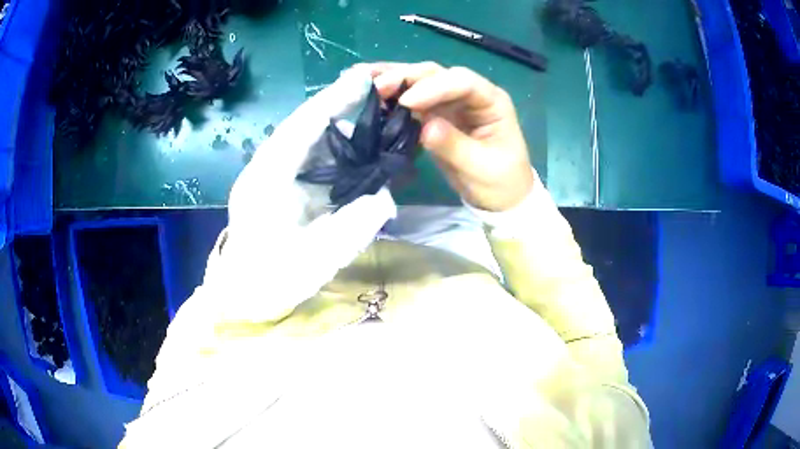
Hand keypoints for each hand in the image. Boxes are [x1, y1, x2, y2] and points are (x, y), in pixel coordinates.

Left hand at [216, 67, 396, 320]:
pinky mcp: (276, 183)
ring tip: (371, 112)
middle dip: (337, 106)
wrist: (244, 295)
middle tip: (375, 92)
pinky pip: (305, 154)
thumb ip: (352, 227)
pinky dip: (331, 144)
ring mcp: (269, 174)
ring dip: (336, 122)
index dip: (333, 101)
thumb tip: (384, 196)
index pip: (301, 128)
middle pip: (302, 125)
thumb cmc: (273, 282)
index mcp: (267, 180)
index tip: (363, 79)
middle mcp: (265, 168)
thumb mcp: (315, 261)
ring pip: (304, 137)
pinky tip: (353, 143)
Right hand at [365, 62, 534, 211]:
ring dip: (393, 78)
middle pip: (437, 74)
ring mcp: (451, 102)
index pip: (462, 82)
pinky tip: (370, 89)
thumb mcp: (481, 168)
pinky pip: (411, 99)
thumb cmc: (499, 182)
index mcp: (491, 101)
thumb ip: (453, 145)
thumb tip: (424, 127)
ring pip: (420, 81)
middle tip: (377, 86)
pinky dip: (391, 94)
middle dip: (407, 77)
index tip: (407, 102)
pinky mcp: (435, 114)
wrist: (500, 197)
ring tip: (363, 77)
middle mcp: (470, 94)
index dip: (434, 88)